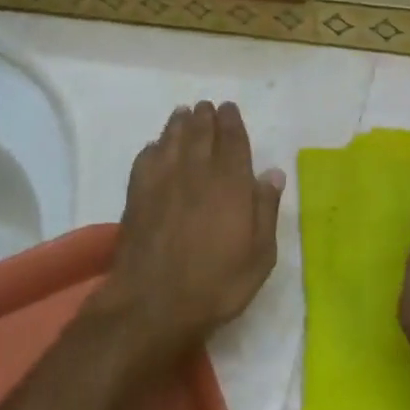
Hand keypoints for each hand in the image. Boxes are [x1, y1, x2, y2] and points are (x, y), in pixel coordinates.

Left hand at [106, 101, 284, 355]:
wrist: (153, 303)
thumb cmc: (216, 283)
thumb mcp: (259, 255)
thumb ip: (265, 209)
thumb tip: (272, 173)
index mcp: (230, 183)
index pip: (232, 141)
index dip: (231, 122)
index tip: (229, 108)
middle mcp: (196, 173)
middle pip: (200, 134)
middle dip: (205, 117)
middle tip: (206, 106)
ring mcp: (162, 182)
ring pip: (172, 140)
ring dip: (179, 124)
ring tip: (183, 113)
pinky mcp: (137, 196)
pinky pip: (145, 159)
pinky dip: (153, 147)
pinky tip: (155, 147)